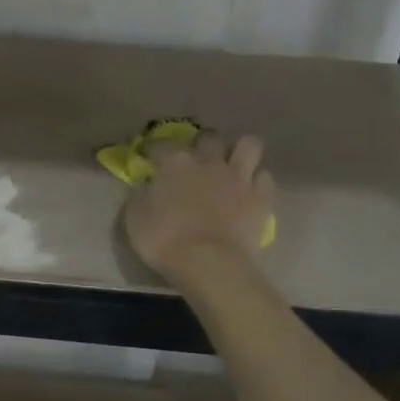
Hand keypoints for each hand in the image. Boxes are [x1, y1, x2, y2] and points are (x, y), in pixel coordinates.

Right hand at [122, 132, 274, 282]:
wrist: (208, 263)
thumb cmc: (165, 241)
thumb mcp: (135, 219)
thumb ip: (139, 195)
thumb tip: (145, 185)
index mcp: (175, 163)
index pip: (160, 144)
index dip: (152, 149)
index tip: (147, 156)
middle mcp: (209, 161)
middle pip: (209, 137)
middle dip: (202, 143)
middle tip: (196, 159)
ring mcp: (239, 177)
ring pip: (249, 144)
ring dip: (240, 150)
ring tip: (232, 163)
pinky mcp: (261, 197)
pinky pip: (264, 177)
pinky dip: (257, 181)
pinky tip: (249, 190)